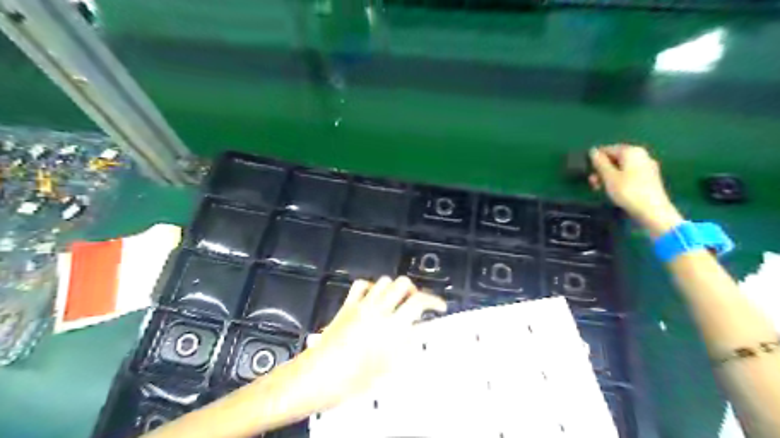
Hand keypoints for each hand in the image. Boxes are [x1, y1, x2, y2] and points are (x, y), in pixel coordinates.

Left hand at [262, 277, 444, 416]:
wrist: (319, 377)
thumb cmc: (354, 380)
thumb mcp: (388, 367)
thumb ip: (405, 344)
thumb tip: (415, 331)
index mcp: (392, 326)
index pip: (419, 302)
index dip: (434, 300)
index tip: (439, 306)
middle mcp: (379, 310)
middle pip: (403, 284)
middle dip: (413, 291)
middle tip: (415, 304)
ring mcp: (361, 305)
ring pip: (384, 281)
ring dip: (394, 288)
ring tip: (396, 301)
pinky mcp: (347, 305)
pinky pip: (361, 285)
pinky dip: (371, 287)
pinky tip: (373, 297)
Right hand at [591, 144, 684, 236]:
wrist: (653, 211)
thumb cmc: (628, 191)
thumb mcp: (608, 177)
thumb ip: (599, 162)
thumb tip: (592, 151)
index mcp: (631, 151)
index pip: (608, 149)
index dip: (595, 160)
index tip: (587, 172)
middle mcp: (641, 155)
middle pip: (615, 158)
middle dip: (601, 169)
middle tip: (593, 183)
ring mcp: (647, 167)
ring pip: (621, 167)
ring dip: (608, 176)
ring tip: (600, 189)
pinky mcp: (649, 178)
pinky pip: (629, 174)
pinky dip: (619, 180)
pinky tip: (614, 191)